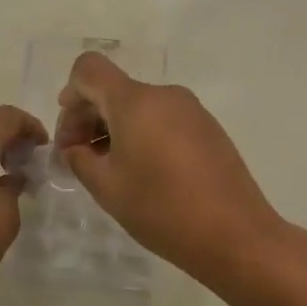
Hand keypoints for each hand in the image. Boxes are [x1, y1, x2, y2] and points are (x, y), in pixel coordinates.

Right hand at [56, 53, 287, 280]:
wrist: (237, 236)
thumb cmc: (162, 209)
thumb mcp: (107, 188)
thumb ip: (79, 159)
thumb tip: (74, 148)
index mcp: (135, 101)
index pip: (89, 69)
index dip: (70, 93)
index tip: (70, 133)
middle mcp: (164, 95)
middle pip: (114, 89)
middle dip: (88, 117)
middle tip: (78, 159)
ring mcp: (191, 110)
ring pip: (139, 106)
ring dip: (115, 128)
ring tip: (111, 170)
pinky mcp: (208, 128)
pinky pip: (163, 118)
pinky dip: (143, 134)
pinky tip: (144, 172)